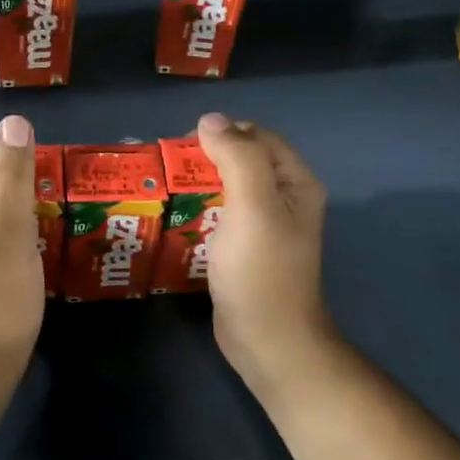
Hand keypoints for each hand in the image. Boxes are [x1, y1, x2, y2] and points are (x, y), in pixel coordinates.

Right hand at [195, 112, 337, 398]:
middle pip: (240, 159)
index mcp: (294, 181)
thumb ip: (236, 156)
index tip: (183, 148)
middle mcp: (283, 197)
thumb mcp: (253, 205)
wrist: (267, 339)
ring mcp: (263, 225)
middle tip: (168, 171)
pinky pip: (219, 215)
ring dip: (197, 185)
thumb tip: (210, 119)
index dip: (221, 133)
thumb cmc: (261, 269)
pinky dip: (198, 210)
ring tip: (164, 192)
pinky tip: (175, 218)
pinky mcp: (243, 248)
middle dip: (204, 159)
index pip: (256, 136)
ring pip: (226, 188)